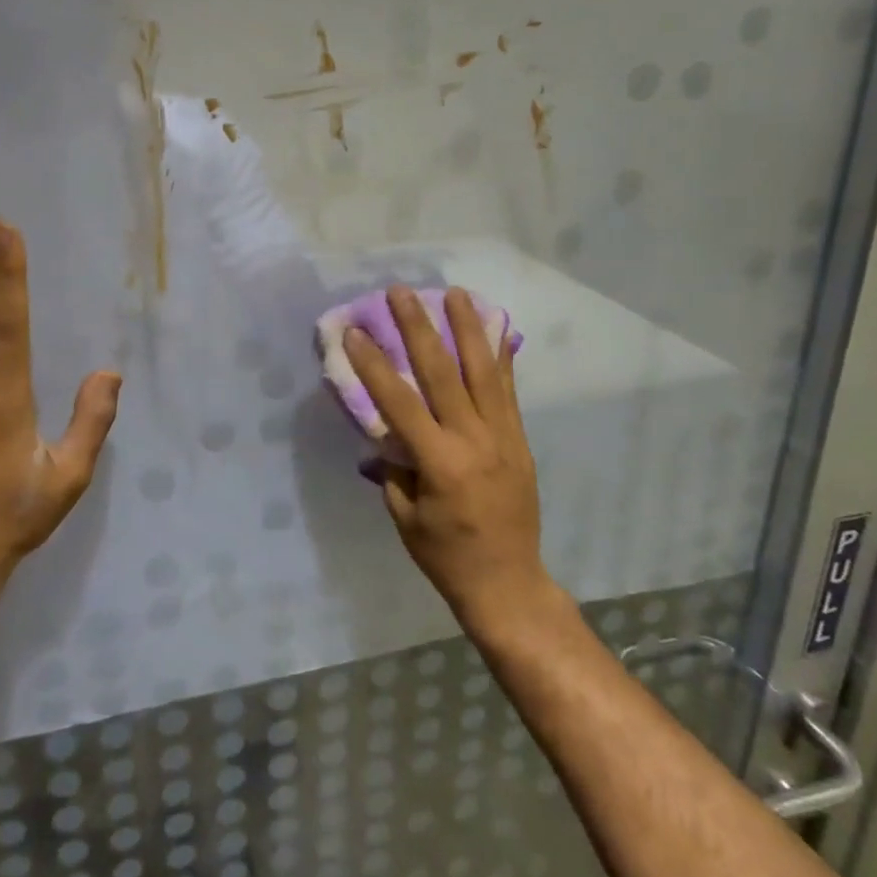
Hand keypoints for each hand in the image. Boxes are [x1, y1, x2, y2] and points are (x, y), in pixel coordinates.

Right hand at [345, 285, 546, 626]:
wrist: (508, 584)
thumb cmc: (446, 556)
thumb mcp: (404, 517)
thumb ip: (392, 469)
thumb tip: (381, 433)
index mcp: (440, 464)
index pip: (400, 403)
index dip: (375, 365)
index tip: (356, 331)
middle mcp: (474, 440)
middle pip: (443, 374)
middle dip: (419, 329)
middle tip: (401, 292)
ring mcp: (503, 436)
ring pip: (484, 372)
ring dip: (467, 329)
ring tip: (455, 293)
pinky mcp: (519, 439)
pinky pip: (508, 392)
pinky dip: (501, 358)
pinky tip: (495, 330)